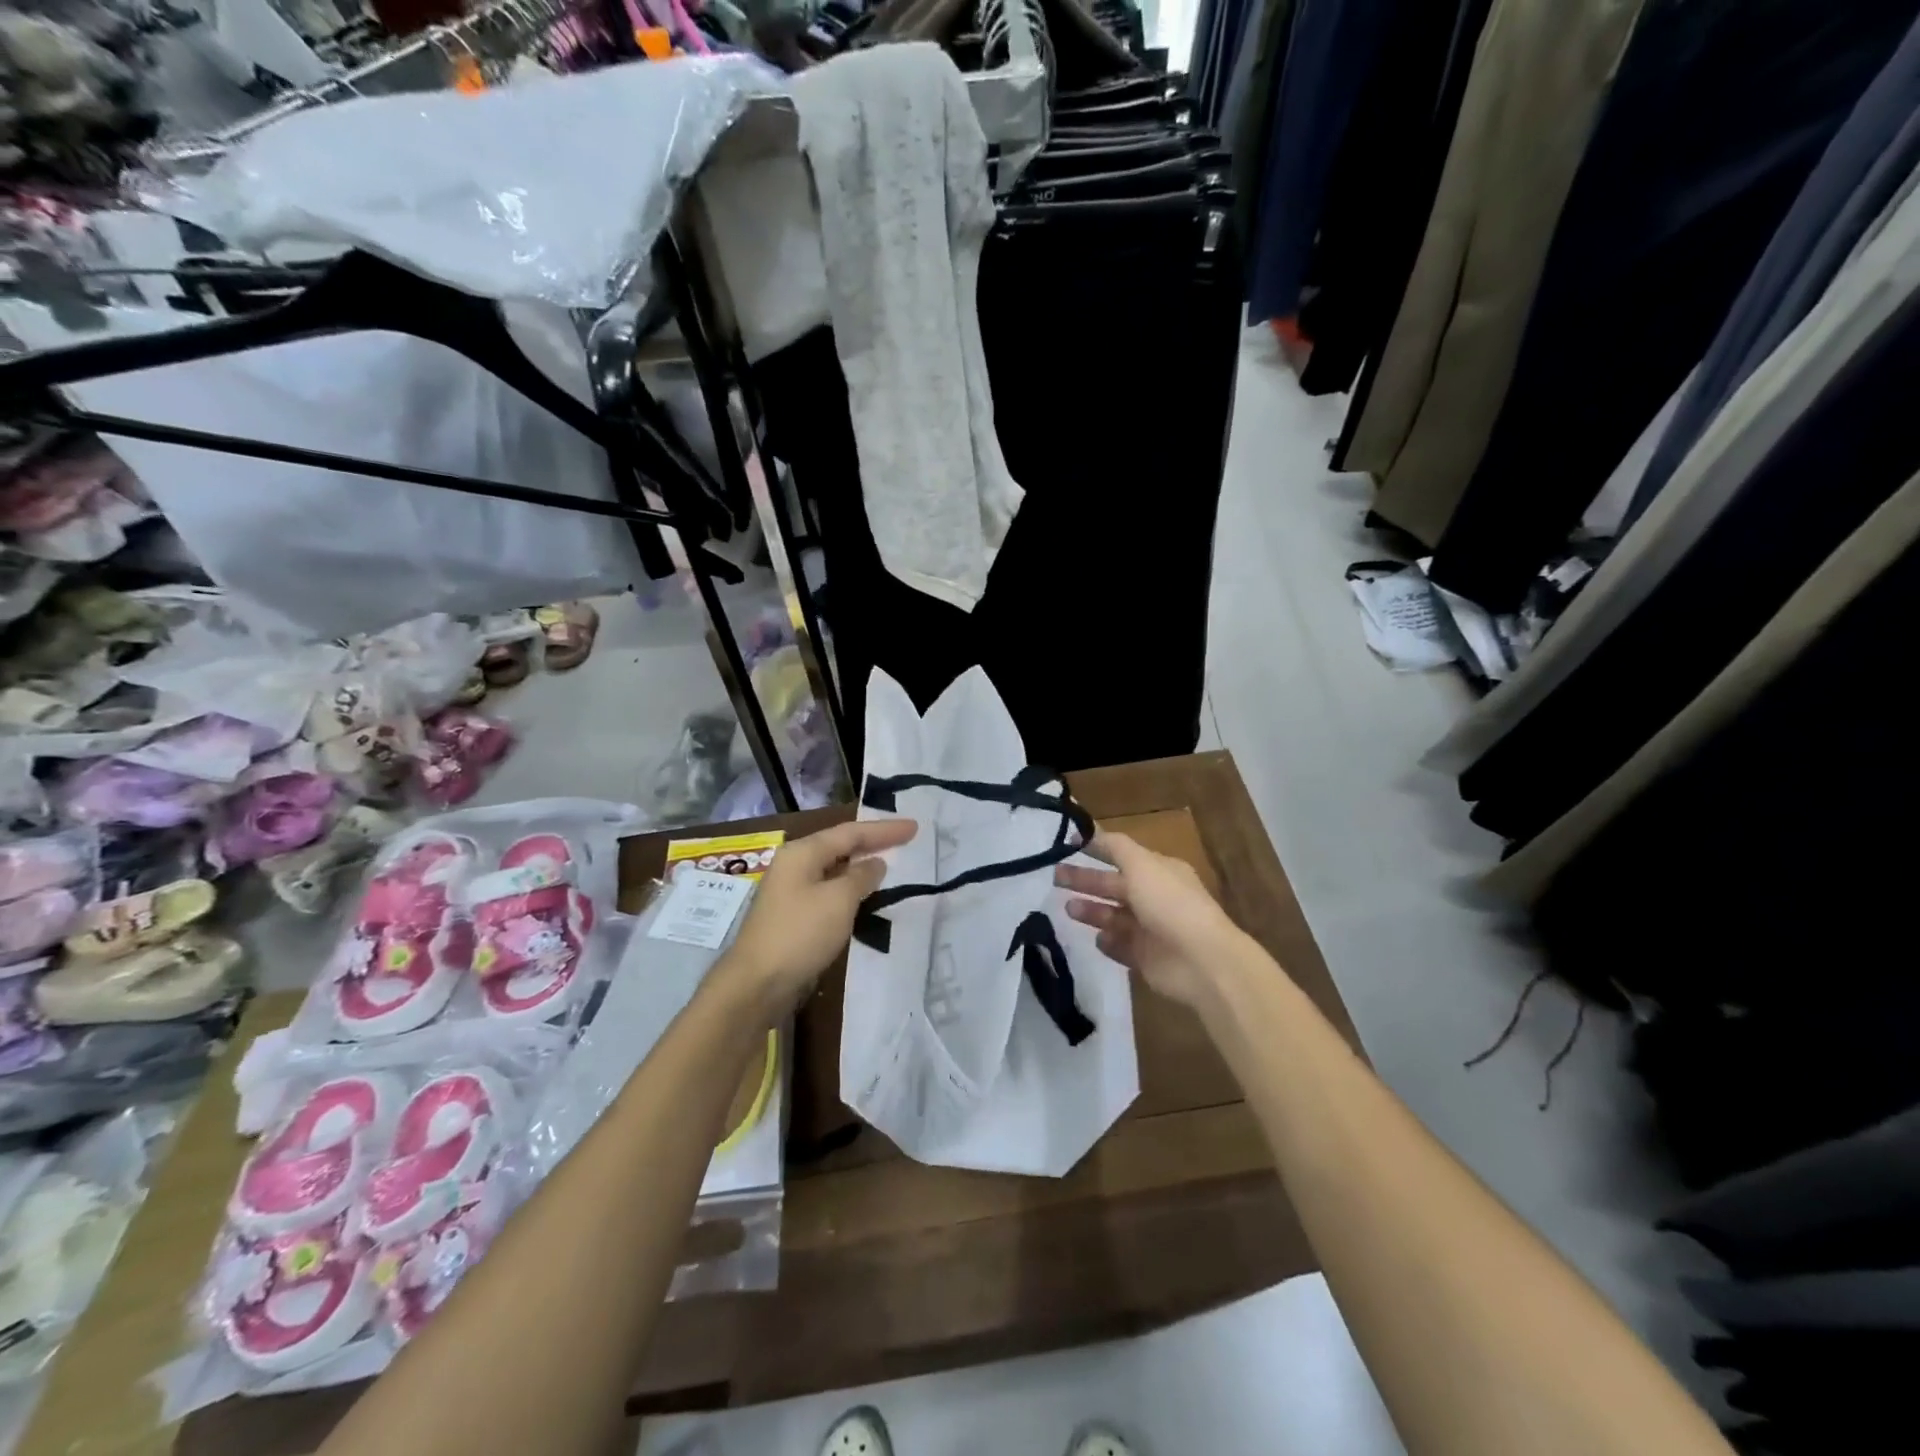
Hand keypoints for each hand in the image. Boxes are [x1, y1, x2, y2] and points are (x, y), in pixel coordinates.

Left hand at [719, 817, 917, 1018]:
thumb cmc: (800, 934)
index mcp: (802, 853)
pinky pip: (828, 893)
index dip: (884, 830)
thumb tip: (875, 864)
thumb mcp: (838, 900)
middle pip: (840, 846)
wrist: (757, 984)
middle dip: (872, 843)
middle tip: (906, 841)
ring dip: (861, 867)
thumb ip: (861, 877)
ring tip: (891, 866)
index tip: (914, 827)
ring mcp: (791, 892)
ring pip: (834, 870)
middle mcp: (794, 866)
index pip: (851, 832)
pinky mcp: (793, 917)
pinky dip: (850, 890)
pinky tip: (865, 898)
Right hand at [1055, 831, 1246, 1007]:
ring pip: (1113, 916)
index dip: (1095, 849)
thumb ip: (1113, 846)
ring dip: (1091, 911)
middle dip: (1085, 880)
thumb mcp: (1141, 864)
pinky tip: (1095, 939)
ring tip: (1067, 909)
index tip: (1065, 846)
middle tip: (1055, 878)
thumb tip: (1088, 830)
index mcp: (1158, 871)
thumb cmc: (1170, 904)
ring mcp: (1151, 930)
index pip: (1121, 855)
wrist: (1201, 961)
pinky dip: (1107, 942)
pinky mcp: (1146, 959)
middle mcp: (1155, 897)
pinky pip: (1120, 947)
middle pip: (1113, 886)